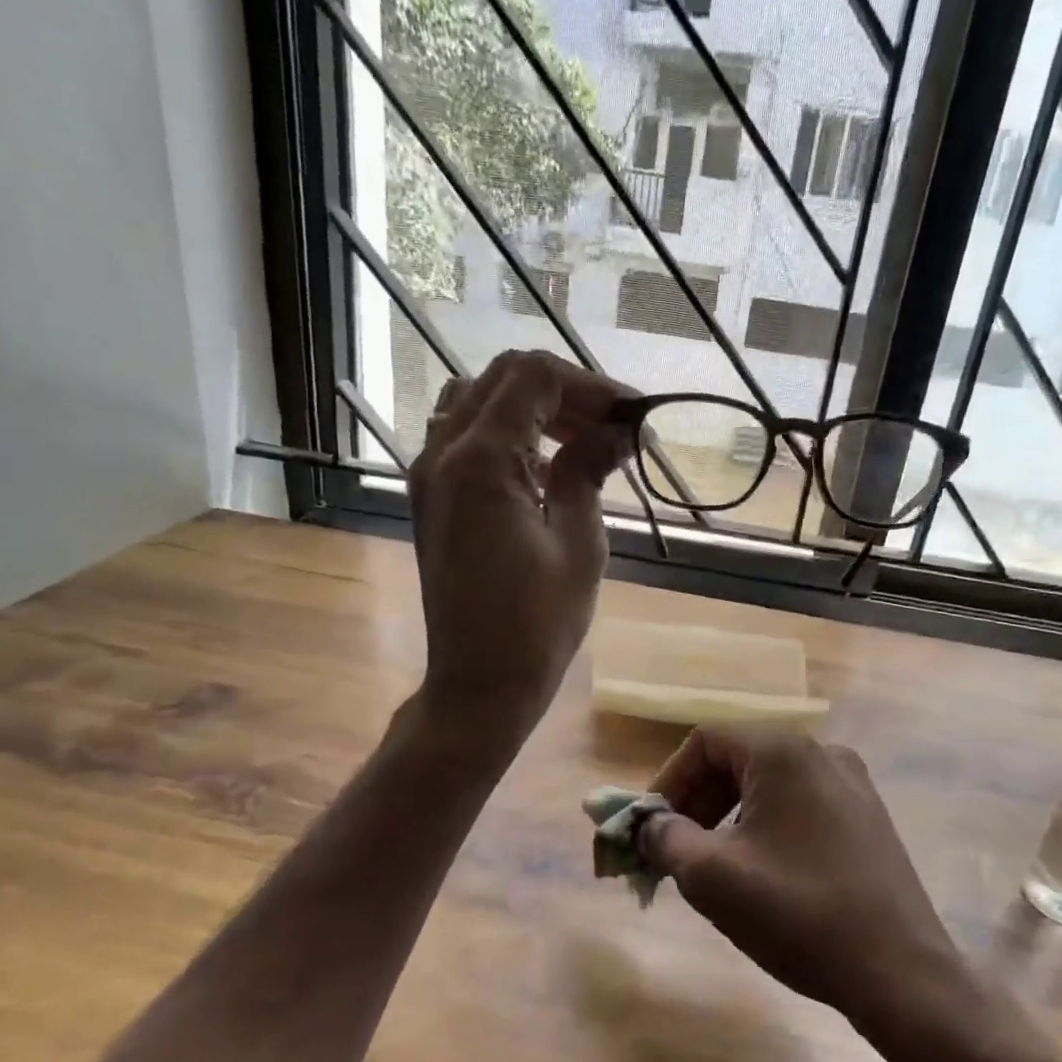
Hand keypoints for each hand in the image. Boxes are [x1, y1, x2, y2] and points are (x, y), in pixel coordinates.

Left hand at [409, 351, 630, 736]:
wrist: (479, 683)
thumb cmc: (538, 624)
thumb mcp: (579, 543)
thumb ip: (590, 472)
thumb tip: (617, 432)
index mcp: (481, 460)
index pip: (535, 378)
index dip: (590, 386)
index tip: (632, 417)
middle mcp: (442, 453)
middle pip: (503, 379)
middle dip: (563, 392)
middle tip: (612, 428)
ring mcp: (429, 476)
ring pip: (477, 402)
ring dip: (530, 409)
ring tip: (580, 442)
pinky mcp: (430, 500)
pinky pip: (463, 439)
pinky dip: (505, 435)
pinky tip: (544, 468)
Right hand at [638, 726, 957, 1022]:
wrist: (901, 975)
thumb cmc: (798, 915)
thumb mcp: (712, 876)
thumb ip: (666, 839)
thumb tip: (650, 826)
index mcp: (784, 752)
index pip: (705, 741)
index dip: (668, 780)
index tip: (651, 827)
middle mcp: (822, 753)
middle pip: (737, 759)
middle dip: (696, 801)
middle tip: (674, 850)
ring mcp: (852, 784)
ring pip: (768, 784)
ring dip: (727, 816)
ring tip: (712, 865)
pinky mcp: (868, 817)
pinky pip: (799, 804)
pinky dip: (765, 826)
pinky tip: (760, 872)